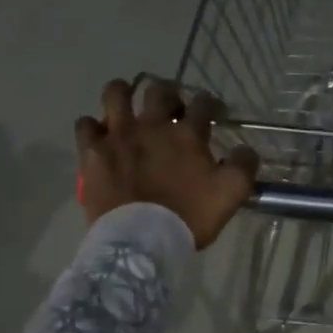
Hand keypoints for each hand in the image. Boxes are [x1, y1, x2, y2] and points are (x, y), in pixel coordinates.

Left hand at [76, 77, 260, 248]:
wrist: (141, 241)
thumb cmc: (188, 218)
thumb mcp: (230, 195)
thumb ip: (243, 167)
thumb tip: (246, 150)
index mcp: (187, 135)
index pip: (203, 104)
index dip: (210, 105)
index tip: (212, 115)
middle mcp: (152, 125)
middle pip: (160, 91)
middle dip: (168, 95)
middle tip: (170, 112)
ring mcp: (119, 136)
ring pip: (116, 93)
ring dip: (123, 94)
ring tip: (127, 106)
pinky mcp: (93, 152)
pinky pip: (86, 125)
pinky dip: (93, 128)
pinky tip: (99, 137)